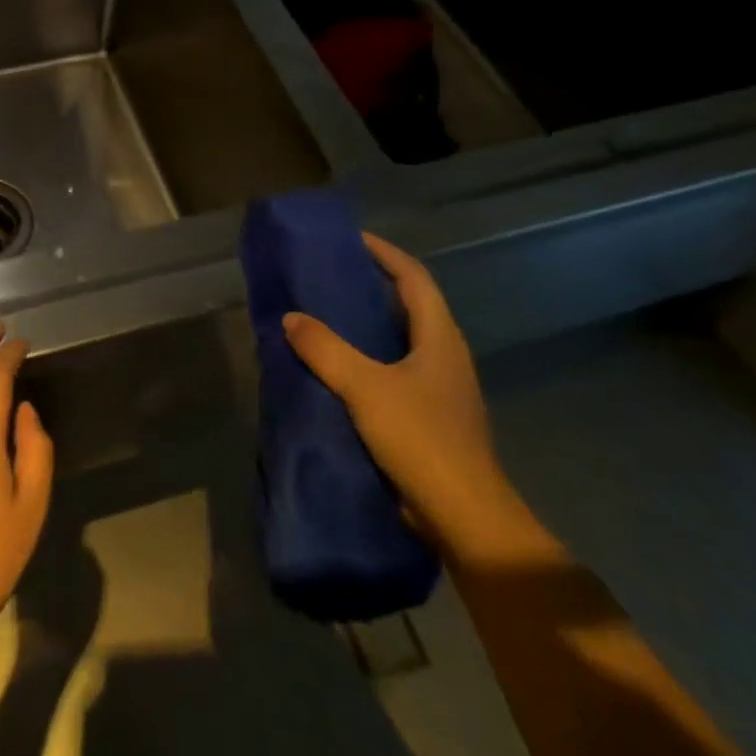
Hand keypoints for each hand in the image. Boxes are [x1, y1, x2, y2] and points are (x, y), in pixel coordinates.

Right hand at [282, 233, 516, 553]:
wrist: (464, 516)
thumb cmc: (421, 439)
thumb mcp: (366, 388)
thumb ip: (326, 349)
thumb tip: (291, 318)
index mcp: (440, 338)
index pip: (414, 278)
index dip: (385, 253)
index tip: (351, 239)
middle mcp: (445, 356)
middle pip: (410, 306)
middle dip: (372, 286)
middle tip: (329, 277)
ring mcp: (440, 389)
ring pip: (401, 341)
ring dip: (368, 325)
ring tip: (326, 317)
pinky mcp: (429, 417)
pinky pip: (394, 373)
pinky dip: (367, 360)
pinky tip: (337, 370)